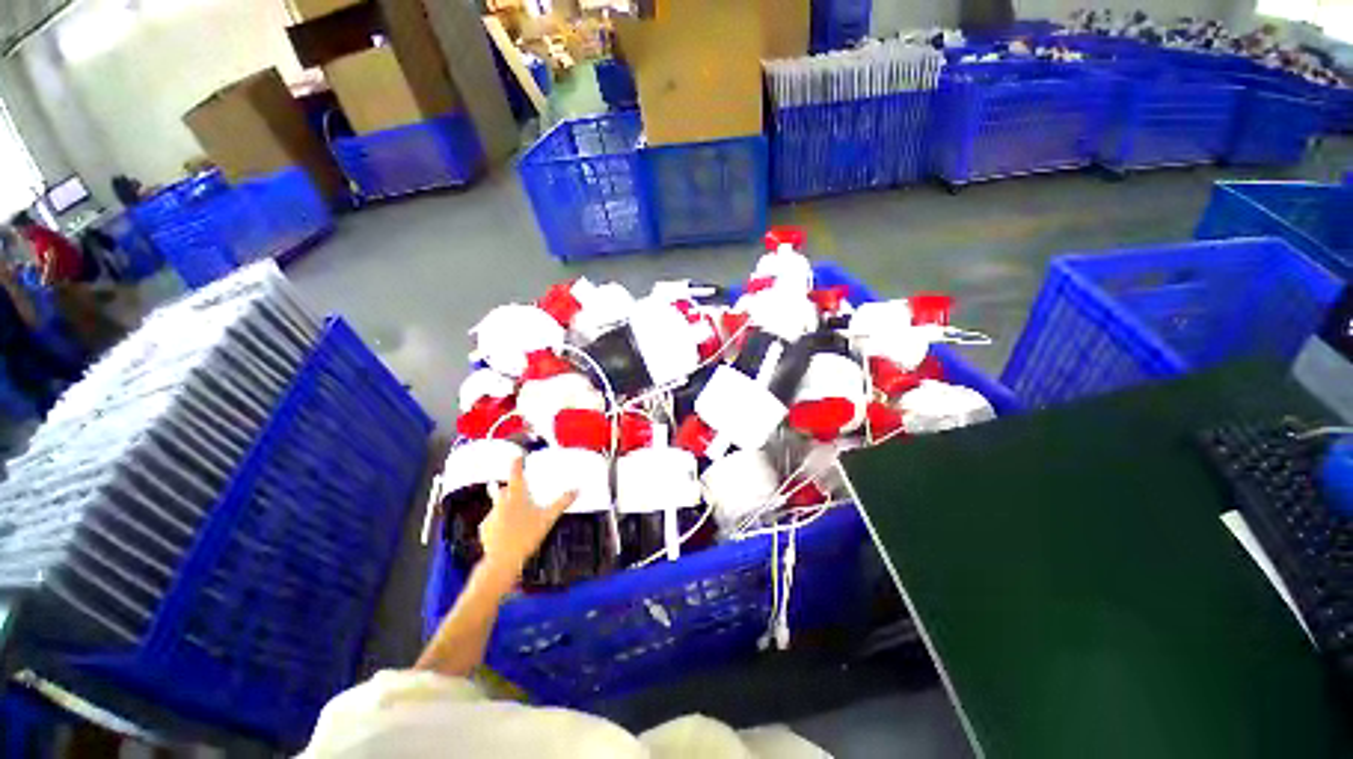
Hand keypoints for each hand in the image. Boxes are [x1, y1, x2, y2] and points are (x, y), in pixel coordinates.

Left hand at [479, 457, 575, 575]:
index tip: (517, 456)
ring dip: (506, 507)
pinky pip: (493, 521)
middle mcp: (501, 501)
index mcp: (516, 495)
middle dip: (510, 488)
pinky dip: (500, 523)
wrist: (503, 560)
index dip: (516, 463)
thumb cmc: (527, 535)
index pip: (515, 473)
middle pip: (504, 489)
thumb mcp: (548, 518)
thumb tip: (577, 489)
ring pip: (499, 505)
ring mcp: (491, 515)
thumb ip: (562, 502)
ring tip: (517, 517)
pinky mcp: (484, 528)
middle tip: (518, 491)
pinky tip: (508, 532)